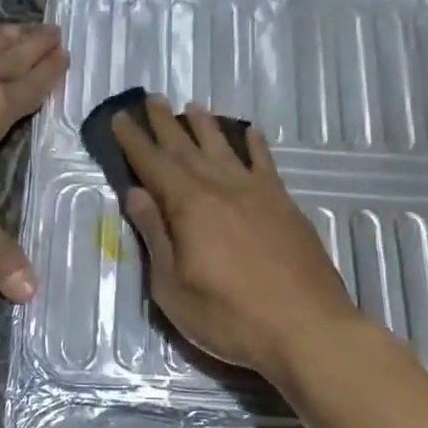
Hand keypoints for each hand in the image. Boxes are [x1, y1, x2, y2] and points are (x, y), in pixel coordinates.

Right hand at [114, 97, 359, 380]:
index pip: (153, 165)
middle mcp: (222, 188)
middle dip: (166, 124)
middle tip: (152, 99)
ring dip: (206, 126)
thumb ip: (155, 237)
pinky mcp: (286, 206)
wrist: (306, 327)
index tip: (121, 118)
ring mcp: (258, 194)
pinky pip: (266, 164)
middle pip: (187, 148)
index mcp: (189, 206)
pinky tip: (250, 133)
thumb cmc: (229, 317)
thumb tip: (137, 193)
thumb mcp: (173, 287)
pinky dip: (255, 146)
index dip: (134, 141)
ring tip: (193, 106)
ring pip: (225, 149)